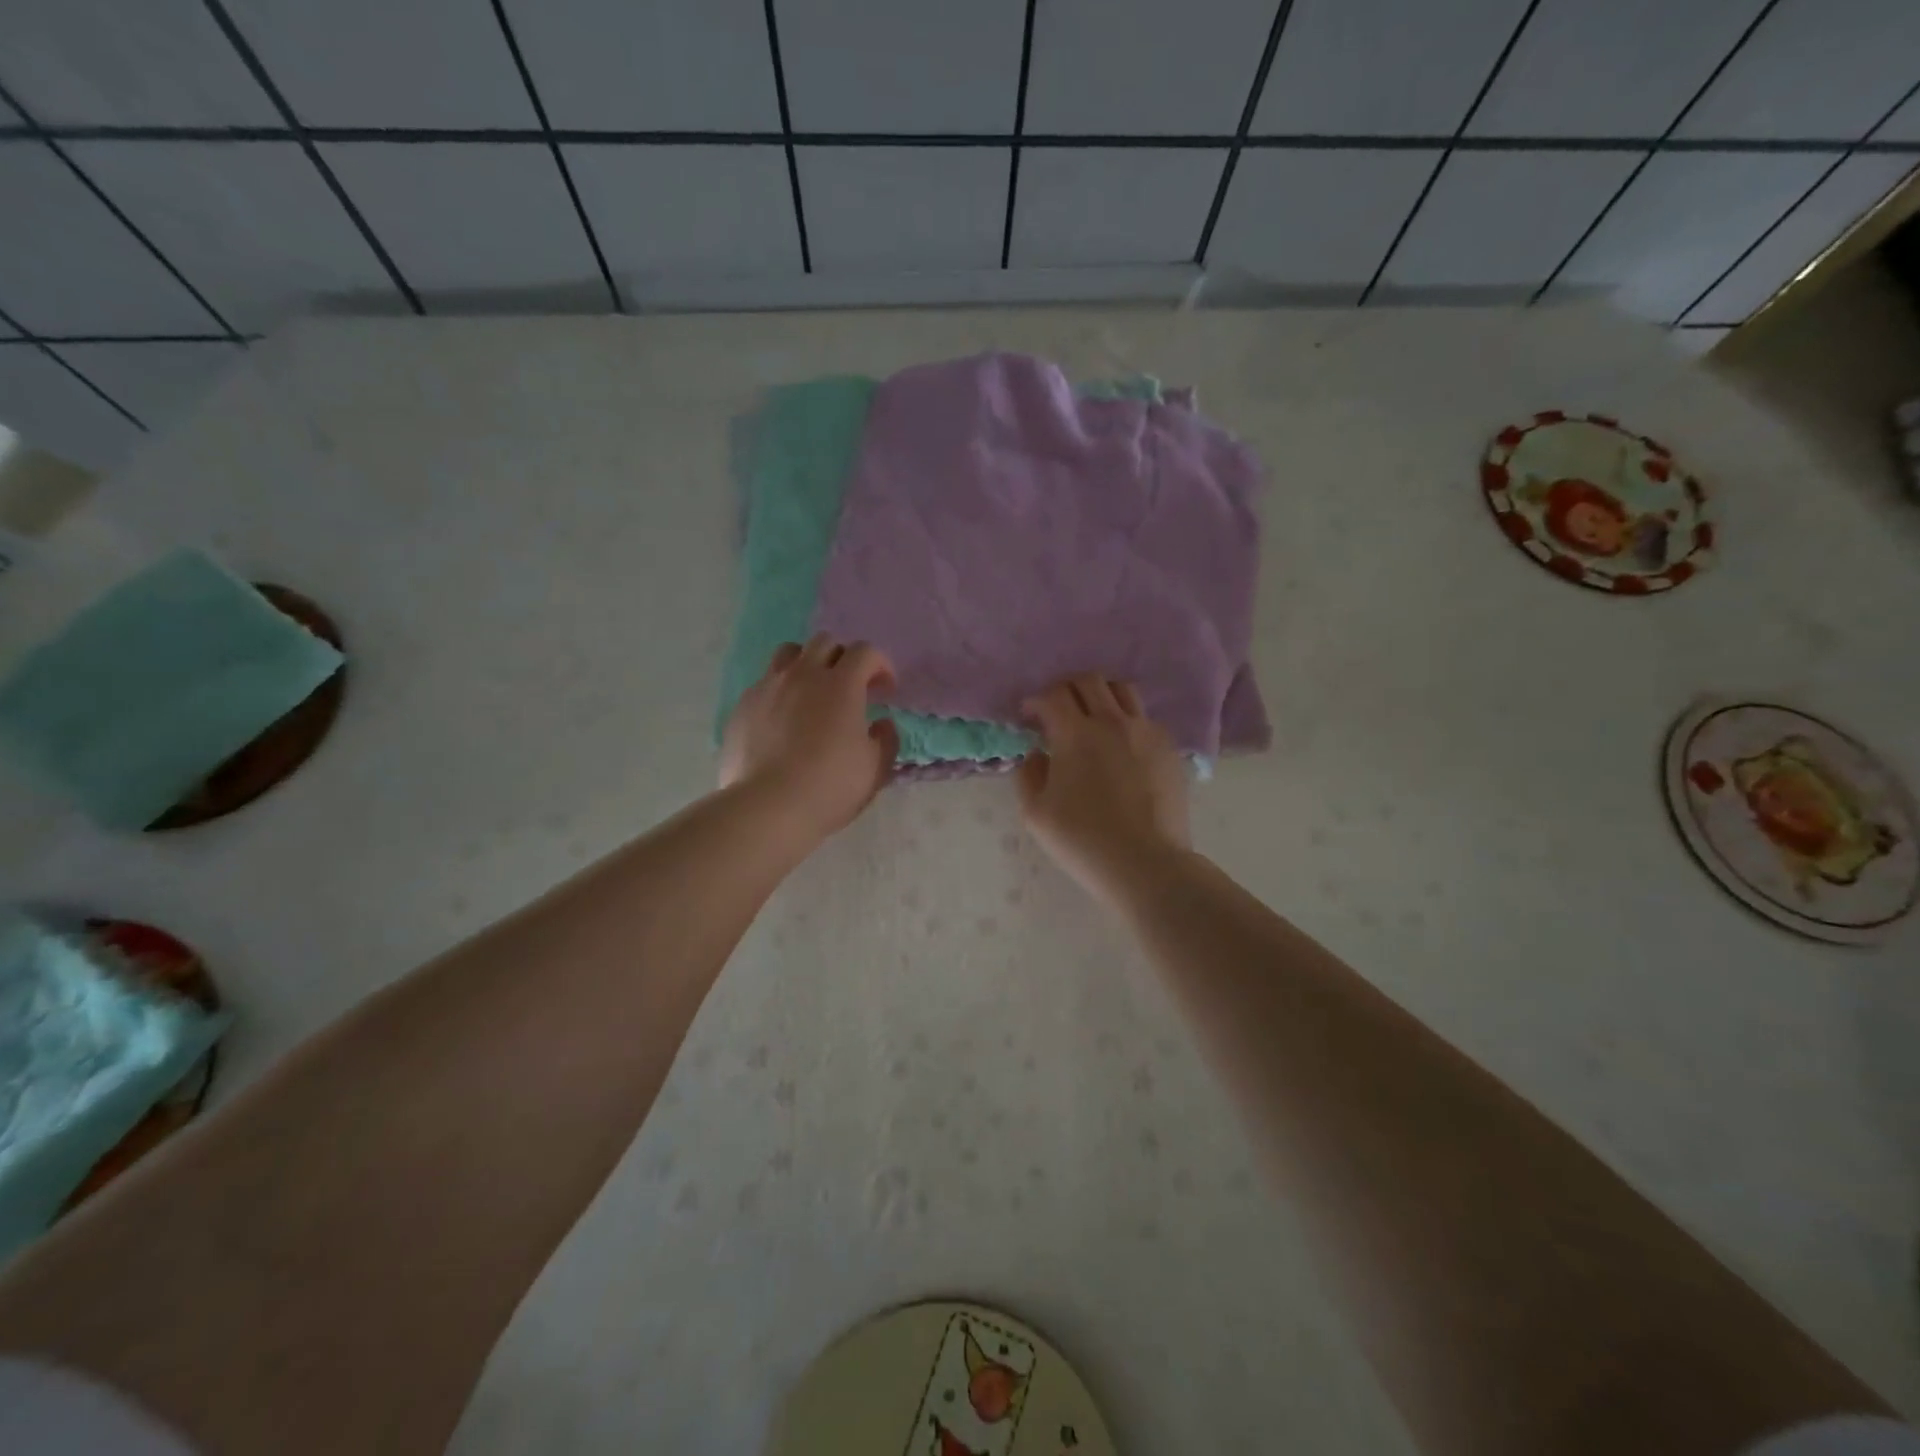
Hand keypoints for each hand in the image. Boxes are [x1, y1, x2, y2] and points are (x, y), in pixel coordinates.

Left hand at [719, 635, 899, 844]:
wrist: (767, 807)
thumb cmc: (830, 787)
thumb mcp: (875, 768)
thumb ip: (886, 739)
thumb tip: (882, 723)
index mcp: (841, 685)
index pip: (865, 652)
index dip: (880, 665)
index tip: (885, 689)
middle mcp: (803, 675)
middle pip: (825, 643)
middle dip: (843, 658)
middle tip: (850, 687)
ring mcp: (768, 687)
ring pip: (789, 654)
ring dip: (807, 664)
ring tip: (812, 692)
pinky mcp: (743, 706)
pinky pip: (765, 683)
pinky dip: (780, 691)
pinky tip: (783, 719)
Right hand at [1017, 674, 1190, 902]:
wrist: (1145, 864)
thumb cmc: (1083, 840)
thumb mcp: (1035, 813)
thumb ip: (1028, 774)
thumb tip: (1037, 753)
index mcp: (1075, 733)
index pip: (1052, 695)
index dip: (1036, 701)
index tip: (1029, 717)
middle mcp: (1112, 721)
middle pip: (1088, 681)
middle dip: (1066, 689)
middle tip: (1057, 712)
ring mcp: (1145, 732)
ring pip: (1122, 690)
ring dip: (1100, 696)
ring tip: (1092, 720)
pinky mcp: (1168, 748)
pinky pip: (1144, 718)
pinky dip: (1126, 720)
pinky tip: (1120, 747)